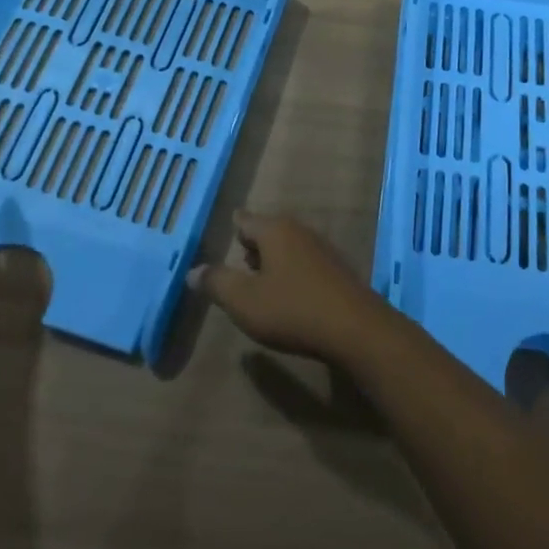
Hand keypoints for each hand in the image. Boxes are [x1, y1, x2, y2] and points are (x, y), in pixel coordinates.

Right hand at [188, 213, 389, 365]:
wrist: (354, 328)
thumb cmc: (292, 309)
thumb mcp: (244, 300)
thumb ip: (217, 283)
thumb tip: (193, 270)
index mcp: (274, 230)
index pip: (246, 220)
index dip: (234, 226)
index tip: (227, 228)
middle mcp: (299, 231)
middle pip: (269, 230)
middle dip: (253, 244)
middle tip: (239, 258)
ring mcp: (322, 248)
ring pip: (289, 246)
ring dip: (273, 260)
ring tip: (260, 278)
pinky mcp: (337, 270)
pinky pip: (305, 262)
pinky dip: (292, 271)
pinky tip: (289, 294)